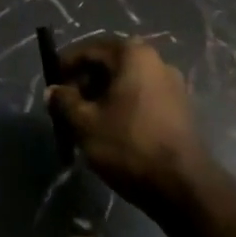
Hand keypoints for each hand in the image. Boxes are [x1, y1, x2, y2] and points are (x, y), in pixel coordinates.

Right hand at [47, 36, 213, 214]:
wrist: (184, 186)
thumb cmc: (129, 145)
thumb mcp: (85, 123)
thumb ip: (64, 101)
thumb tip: (53, 90)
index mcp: (133, 54)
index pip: (90, 49)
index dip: (66, 64)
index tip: (51, 84)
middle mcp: (156, 60)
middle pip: (110, 63)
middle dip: (85, 81)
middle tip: (66, 104)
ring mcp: (173, 84)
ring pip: (127, 81)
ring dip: (103, 95)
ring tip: (86, 120)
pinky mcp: (180, 108)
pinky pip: (142, 96)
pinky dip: (123, 105)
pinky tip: (112, 129)